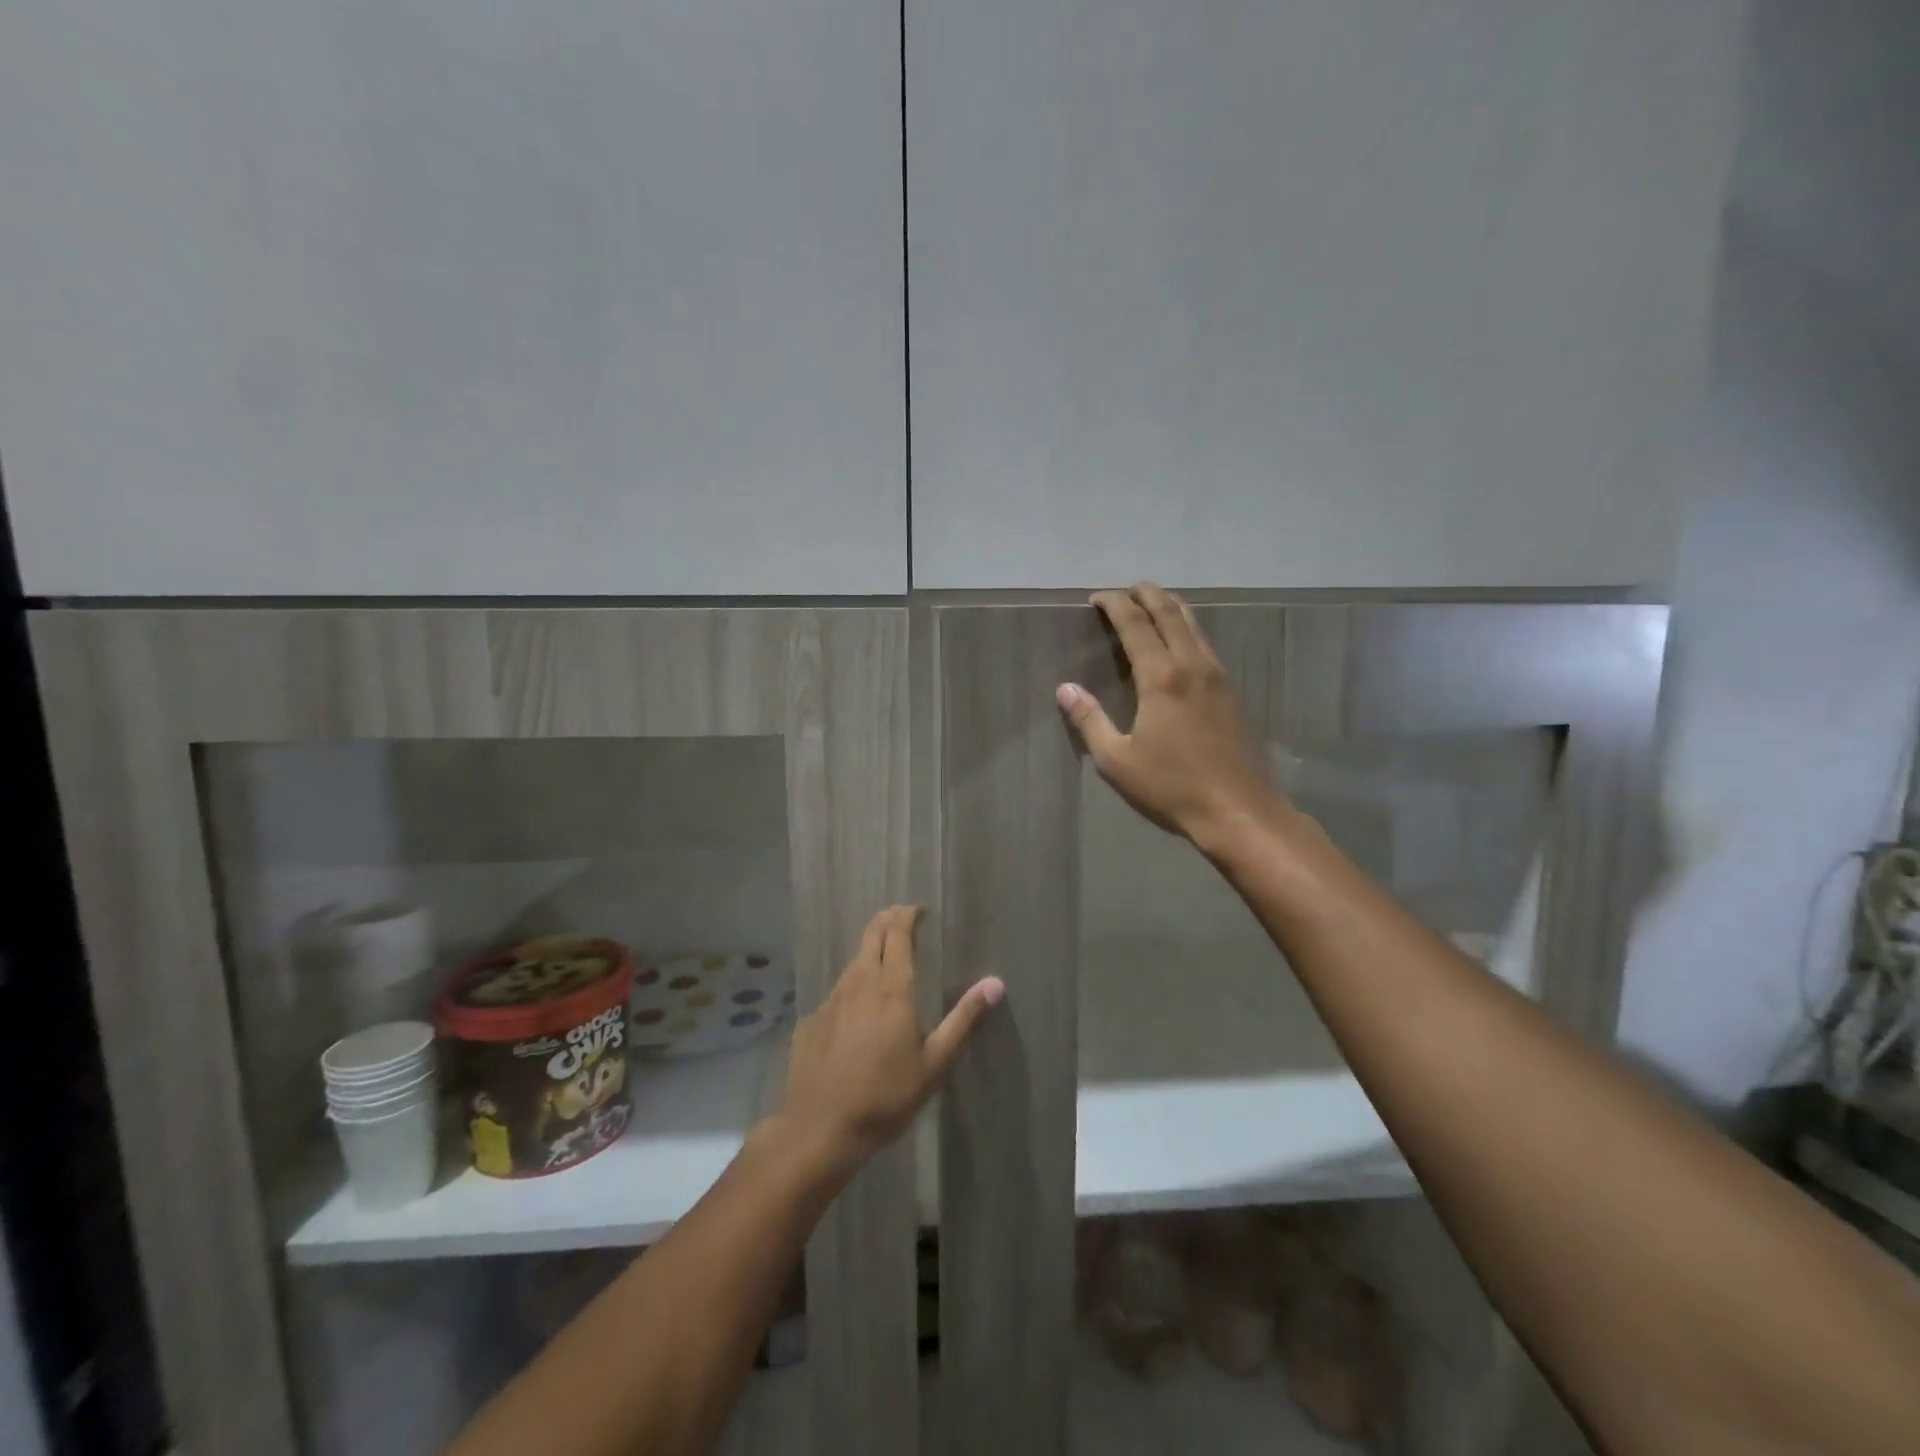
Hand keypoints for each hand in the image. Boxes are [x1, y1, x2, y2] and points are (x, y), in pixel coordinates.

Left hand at [776, 906, 1003, 1169]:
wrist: (819, 1129)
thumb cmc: (886, 1096)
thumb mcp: (935, 1062)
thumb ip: (964, 1019)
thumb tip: (995, 983)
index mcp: (892, 987)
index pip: (897, 933)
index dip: (907, 916)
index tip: (918, 911)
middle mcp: (859, 983)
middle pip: (871, 936)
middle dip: (887, 922)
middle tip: (901, 920)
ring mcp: (831, 1000)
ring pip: (852, 962)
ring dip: (869, 952)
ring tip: (882, 958)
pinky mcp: (811, 1021)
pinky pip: (836, 992)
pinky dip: (851, 987)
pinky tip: (855, 1009)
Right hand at [1057, 582, 1285, 851]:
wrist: (1239, 811)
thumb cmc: (1172, 787)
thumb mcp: (1117, 761)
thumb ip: (1090, 720)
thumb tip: (1065, 689)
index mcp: (1161, 678)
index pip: (1136, 625)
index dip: (1115, 605)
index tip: (1097, 598)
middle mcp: (1192, 666)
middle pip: (1170, 613)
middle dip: (1147, 594)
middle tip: (1127, 589)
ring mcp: (1218, 677)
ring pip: (1194, 625)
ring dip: (1171, 607)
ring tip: (1153, 602)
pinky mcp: (1232, 692)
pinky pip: (1206, 644)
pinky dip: (1188, 629)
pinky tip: (1182, 642)